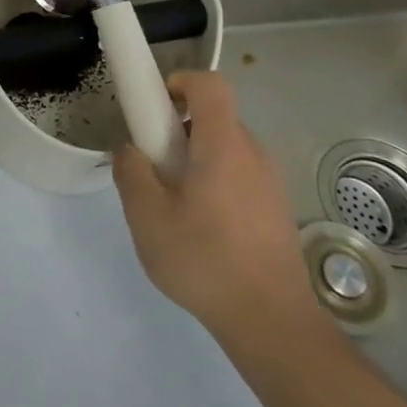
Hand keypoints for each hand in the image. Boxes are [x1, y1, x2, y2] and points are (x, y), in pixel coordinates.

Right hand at [114, 71, 330, 353]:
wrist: (273, 323)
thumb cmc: (205, 260)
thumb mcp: (147, 216)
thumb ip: (131, 172)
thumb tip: (130, 150)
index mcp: (223, 144)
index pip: (208, 84)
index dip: (178, 82)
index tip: (154, 110)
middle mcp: (253, 154)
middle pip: (213, 118)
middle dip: (177, 130)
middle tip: (153, 166)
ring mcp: (270, 183)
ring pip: (225, 150)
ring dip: (195, 160)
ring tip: (173, 204)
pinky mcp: (275, 210)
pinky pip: (239, 176)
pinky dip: (214, 183)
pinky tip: (200, 229)